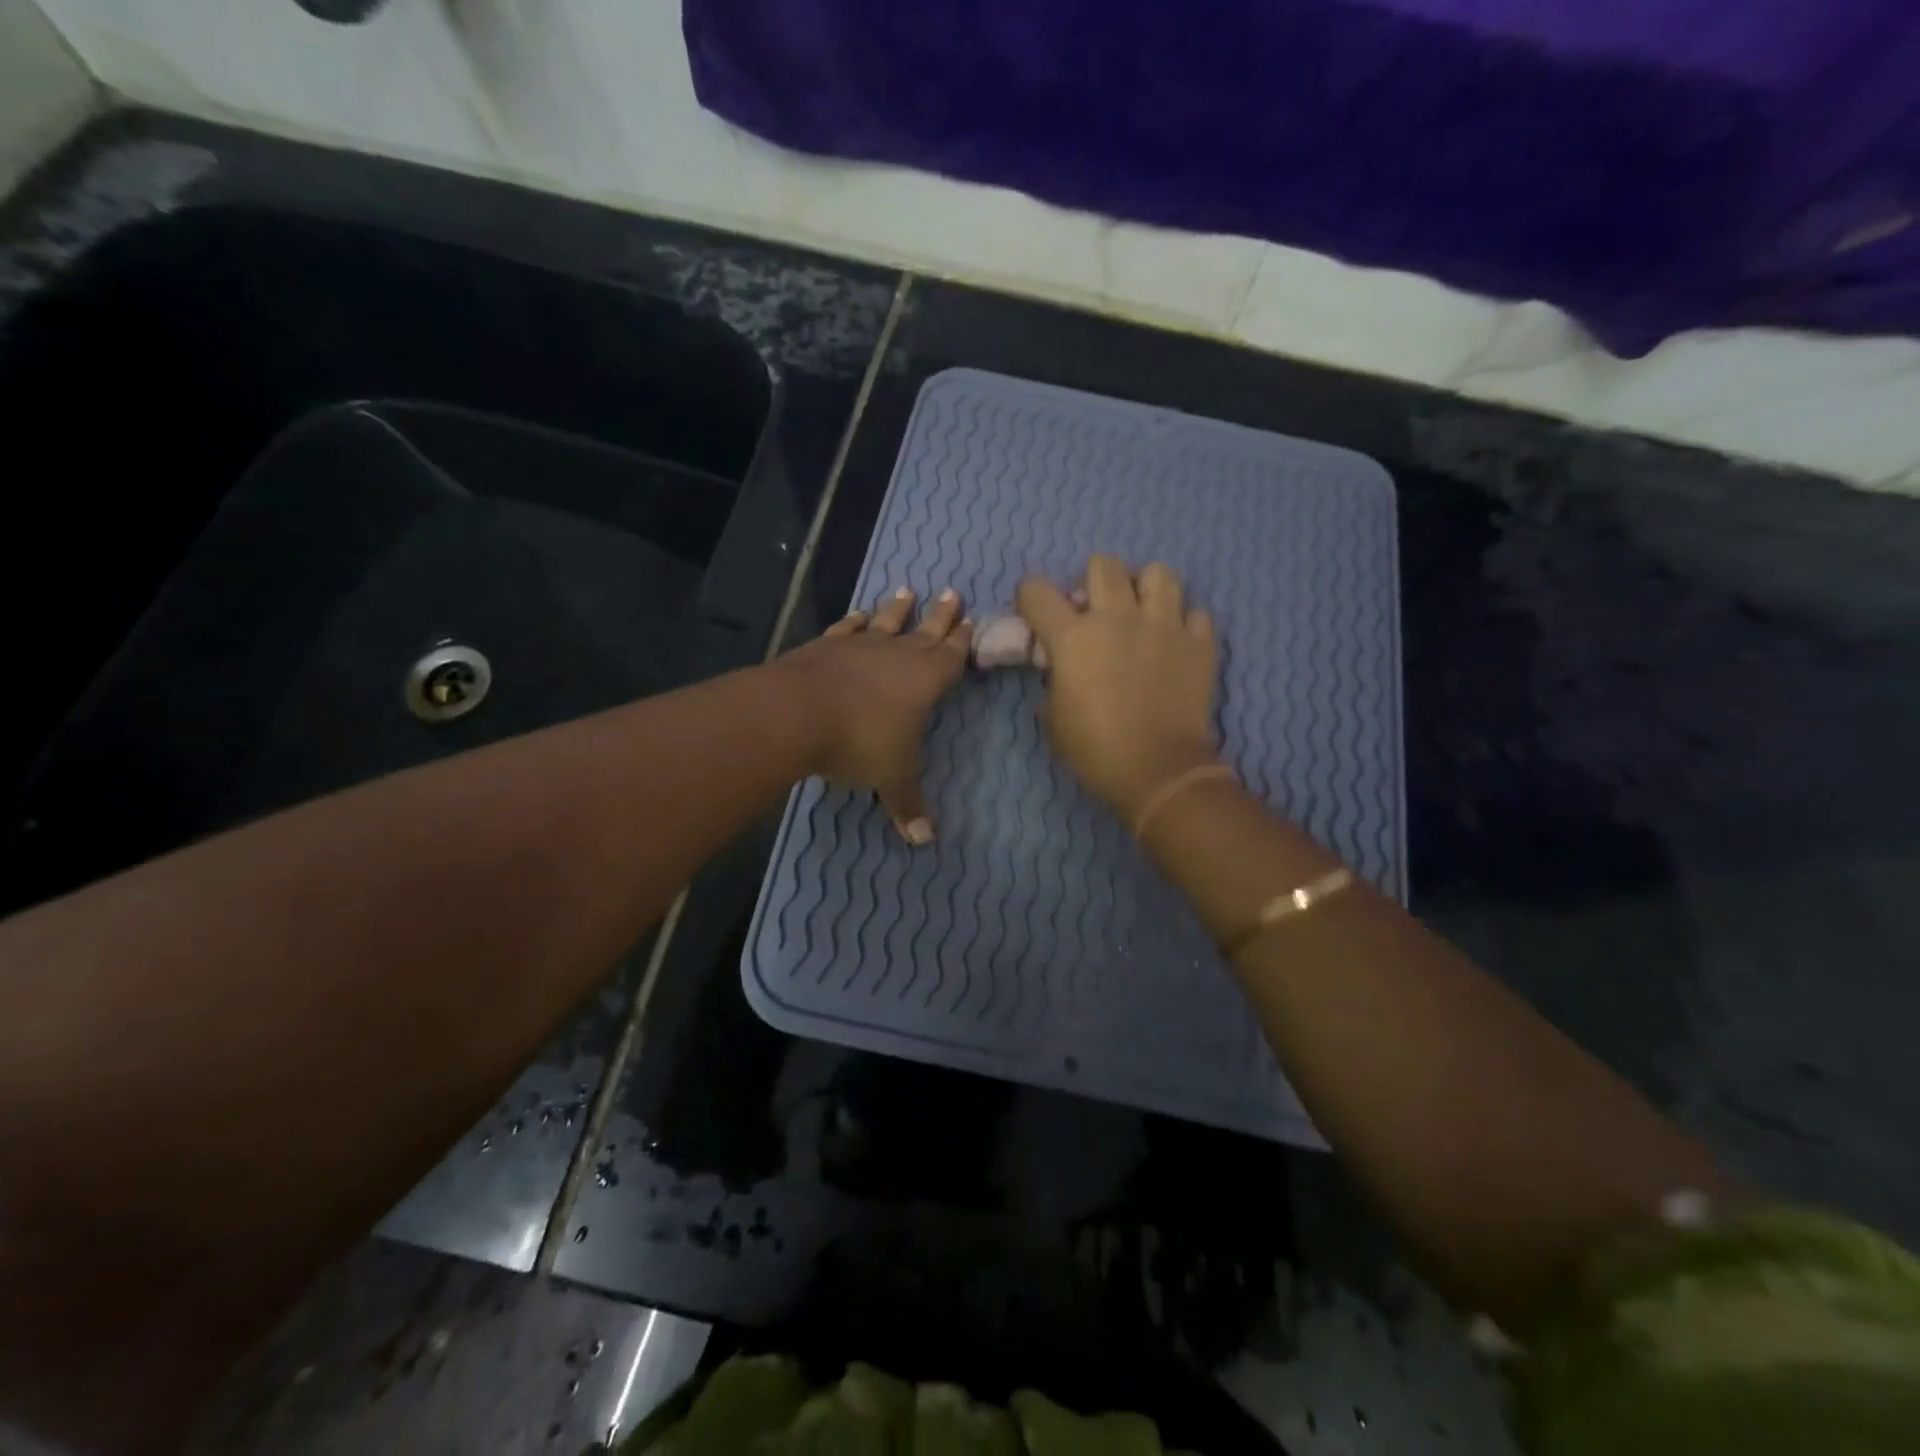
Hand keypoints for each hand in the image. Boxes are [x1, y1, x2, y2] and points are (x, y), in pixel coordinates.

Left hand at [776, 587, 973, 843]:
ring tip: (906, 591)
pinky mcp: (826, 645)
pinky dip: (854, 621)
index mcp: (926, 679)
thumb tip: (925, 841)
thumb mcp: (891, 778)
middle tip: (950, 592)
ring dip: (897, 609)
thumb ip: (908, 805)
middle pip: (925, 629)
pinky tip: (858, 614)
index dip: (963, 640)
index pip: (953, 654)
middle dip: (940, 614)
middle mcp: (898, 654)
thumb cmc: (860, 742)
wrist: (798, 712)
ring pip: (886, 622)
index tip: (970, 621)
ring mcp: (860, 646)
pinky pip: (846, 629)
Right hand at [1017, 557, 1219, 818]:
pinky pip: (1196, 613)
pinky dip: (1185, 623)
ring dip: (1145, 589)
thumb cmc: (1095, 751)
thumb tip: (1060, 667)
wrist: (1160, 773)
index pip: (1037, 590)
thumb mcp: (1052, 719)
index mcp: (1073, 637)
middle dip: (1093, 581)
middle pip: (1102, 564)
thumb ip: (1053, 680)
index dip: (1030, 598)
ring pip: (1158, 573)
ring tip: (1143, 613)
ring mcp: (1164, 626)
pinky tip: (1177, 642)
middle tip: (1096, 610)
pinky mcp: (1199, 643)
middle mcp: (1117, 618)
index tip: (1036, 615)